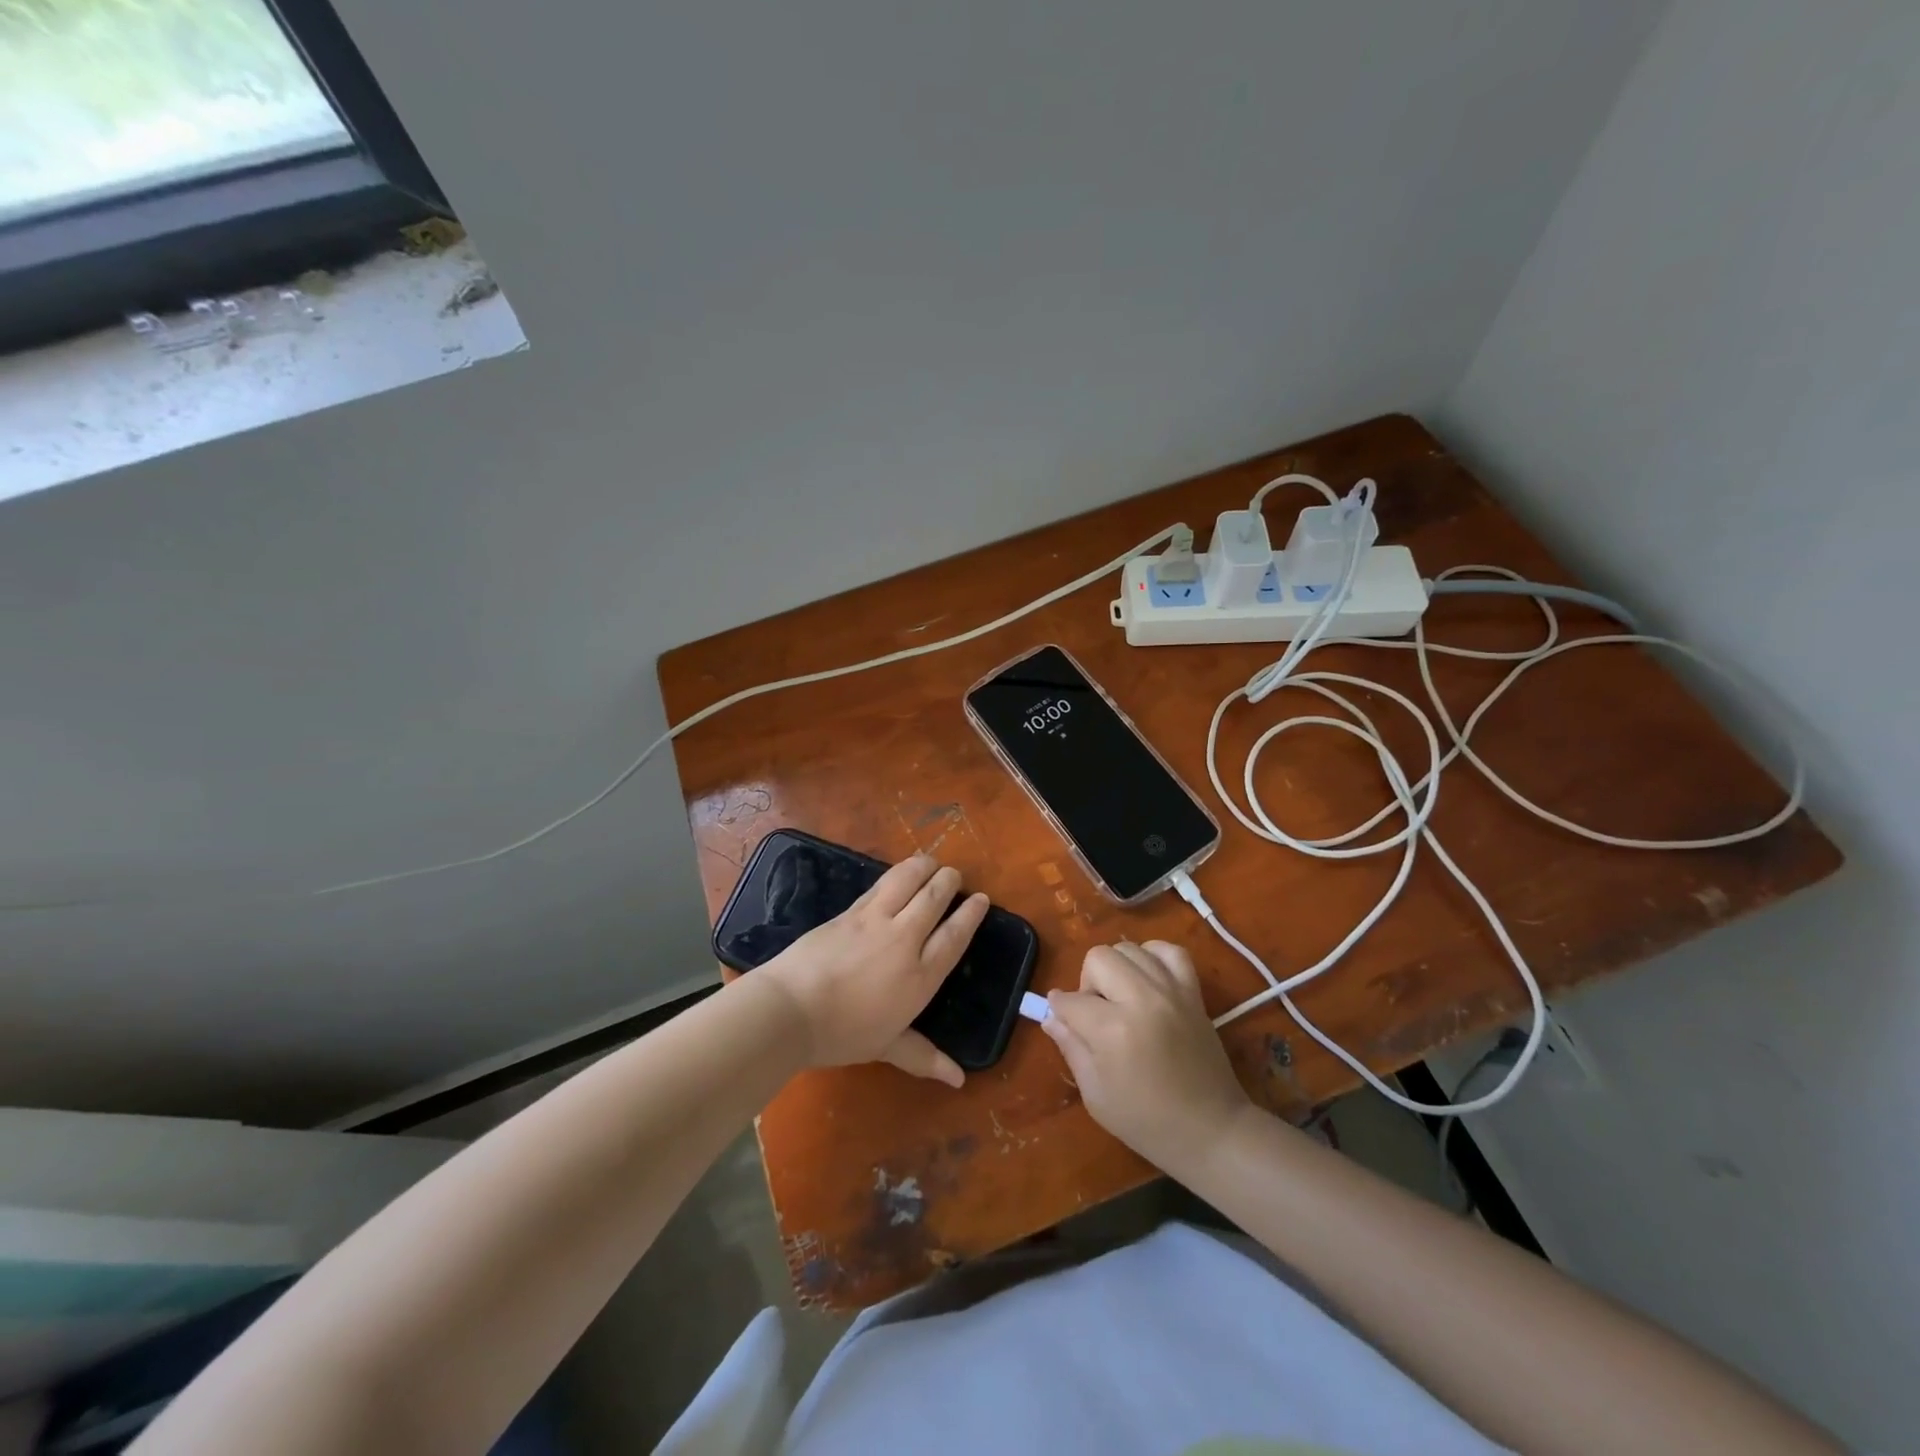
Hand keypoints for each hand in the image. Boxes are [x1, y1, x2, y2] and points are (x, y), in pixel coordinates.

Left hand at [762, 854, 987, 1087]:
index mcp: (920, 976)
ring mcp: (874, 921)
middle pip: (933, 899)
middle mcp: (904, 941)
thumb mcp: (886, 1047)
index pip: (954, 937)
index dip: (970, 915)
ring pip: (907, 881)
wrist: (790, 1009)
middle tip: (955, 874)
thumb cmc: (841, 1034)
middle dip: (949, 882)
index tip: (981, 899)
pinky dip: (894, 875)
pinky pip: (879, 886)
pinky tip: (897, 874)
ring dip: (923, 867)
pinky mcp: (849, 911)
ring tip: (930, 863)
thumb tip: (959, 1080)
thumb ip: (923, 1056)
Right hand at [1043, 940, 1253, 1173]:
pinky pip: (1170, 951)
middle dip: (1088, 982)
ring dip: (1117, 969)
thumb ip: (1070, 1047)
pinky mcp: (1193, 992)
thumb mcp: (1095, 1095)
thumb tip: (1051, 1016)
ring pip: (1130, 949)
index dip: (1060, 1010)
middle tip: (1097, 1014)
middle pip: (1098, 958)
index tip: (1063, 1022)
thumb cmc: (1146, 1122)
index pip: (1071, 1000)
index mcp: (1113, 1030)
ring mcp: (1171, 991)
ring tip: (1122, 998)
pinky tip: (1148, 980)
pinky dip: (1153, 957)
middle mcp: (1141, 999)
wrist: (1212, 1131)